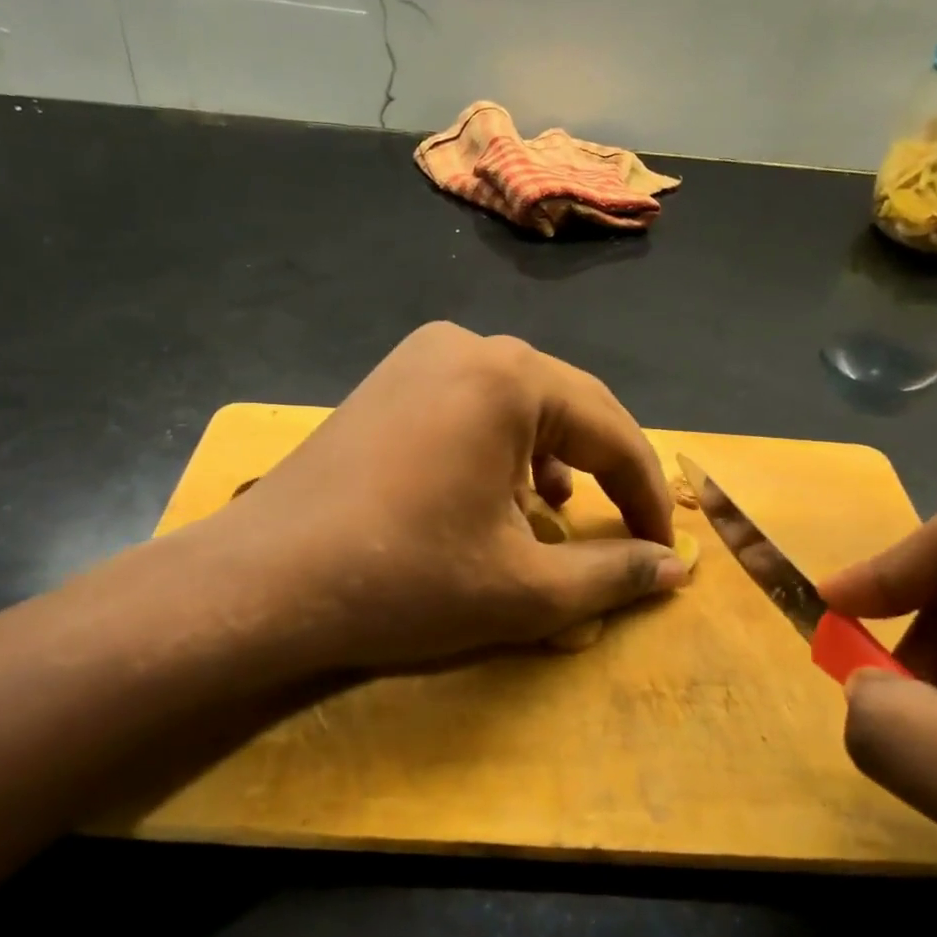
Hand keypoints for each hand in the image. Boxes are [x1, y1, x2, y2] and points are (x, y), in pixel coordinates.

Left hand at [181, 322, 683, 674]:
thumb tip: (674, 568)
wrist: (262, 582)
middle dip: (603, 471)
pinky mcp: (387, 382)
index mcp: (510, 378)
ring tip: (556, 512)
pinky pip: (471, 406)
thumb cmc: (403, 580)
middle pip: (569, 407)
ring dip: (554, 457)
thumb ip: (611, 574)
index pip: (613, 432)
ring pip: (520, 404)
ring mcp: (419, 358)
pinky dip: (502, 447)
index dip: (647, 496)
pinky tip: (494, 492)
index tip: (664, 550)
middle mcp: (468, 347)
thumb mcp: (524, 589)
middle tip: (624, 528)